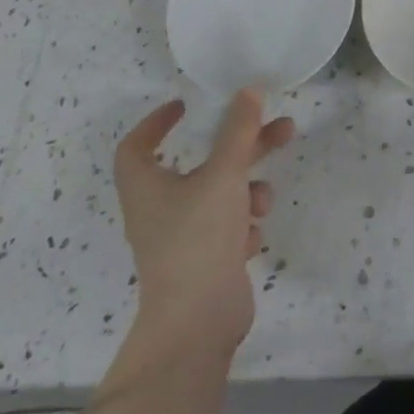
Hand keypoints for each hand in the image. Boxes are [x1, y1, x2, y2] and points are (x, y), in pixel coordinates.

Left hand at [113, 90, 294, 362]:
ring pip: (220, 194)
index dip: (157, 122)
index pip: (136, 146)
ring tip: (265, 199)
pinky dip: (242, 225)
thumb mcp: (223, 175)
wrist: (198, 323)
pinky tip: (250, 236)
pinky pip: (228, 227)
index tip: (187, 106)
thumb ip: (238, 131)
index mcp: (147, 188)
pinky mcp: (205, 260)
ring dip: (247, 189)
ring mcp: (183, 238)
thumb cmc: (198, 239)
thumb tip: (247, 90)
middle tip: (277, 127)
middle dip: (241, 145)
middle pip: (200, 163)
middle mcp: (160, 210)